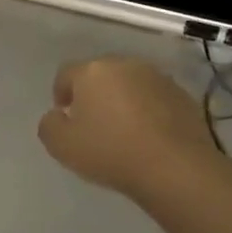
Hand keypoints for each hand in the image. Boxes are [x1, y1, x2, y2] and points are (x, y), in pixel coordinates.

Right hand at [37, 56, 215, 200]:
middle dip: (93, 95)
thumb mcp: (61, 145)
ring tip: (123, 131)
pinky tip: (148, 136)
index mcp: (92, 71)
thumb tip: (57, 116)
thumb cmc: (110, 152)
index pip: (66, 74)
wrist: (175, 167)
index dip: (61, 94)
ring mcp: (157, 78)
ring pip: (129, 85)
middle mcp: (125, 65)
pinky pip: (154, 98)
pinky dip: (147, 111)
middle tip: (93, 125)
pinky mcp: (182, 95)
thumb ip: (49, 125)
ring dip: (122, 101)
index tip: (65, 118)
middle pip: (100, 75)